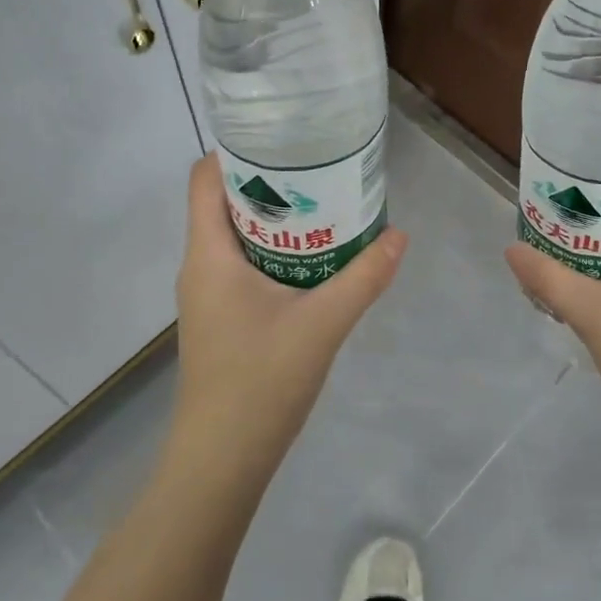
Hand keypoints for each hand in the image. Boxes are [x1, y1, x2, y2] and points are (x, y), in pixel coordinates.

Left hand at [171, 155, 407, 475]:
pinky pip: (243, 264)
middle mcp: (200, 266)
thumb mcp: (322, 324)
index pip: (204, 178)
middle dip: (269, 181)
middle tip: (320, 168)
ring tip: (325, 205)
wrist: (221, 462)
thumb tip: (399, 235)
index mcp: (209, 254)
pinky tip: (314, 260)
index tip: (284, 139)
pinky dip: (275, 250)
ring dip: (276, 218)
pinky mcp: (221, 317)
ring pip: (236, 235)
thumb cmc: (260, 383)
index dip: (237, 150)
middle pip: (224, 201)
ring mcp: (208, 294)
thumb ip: (363, 278)